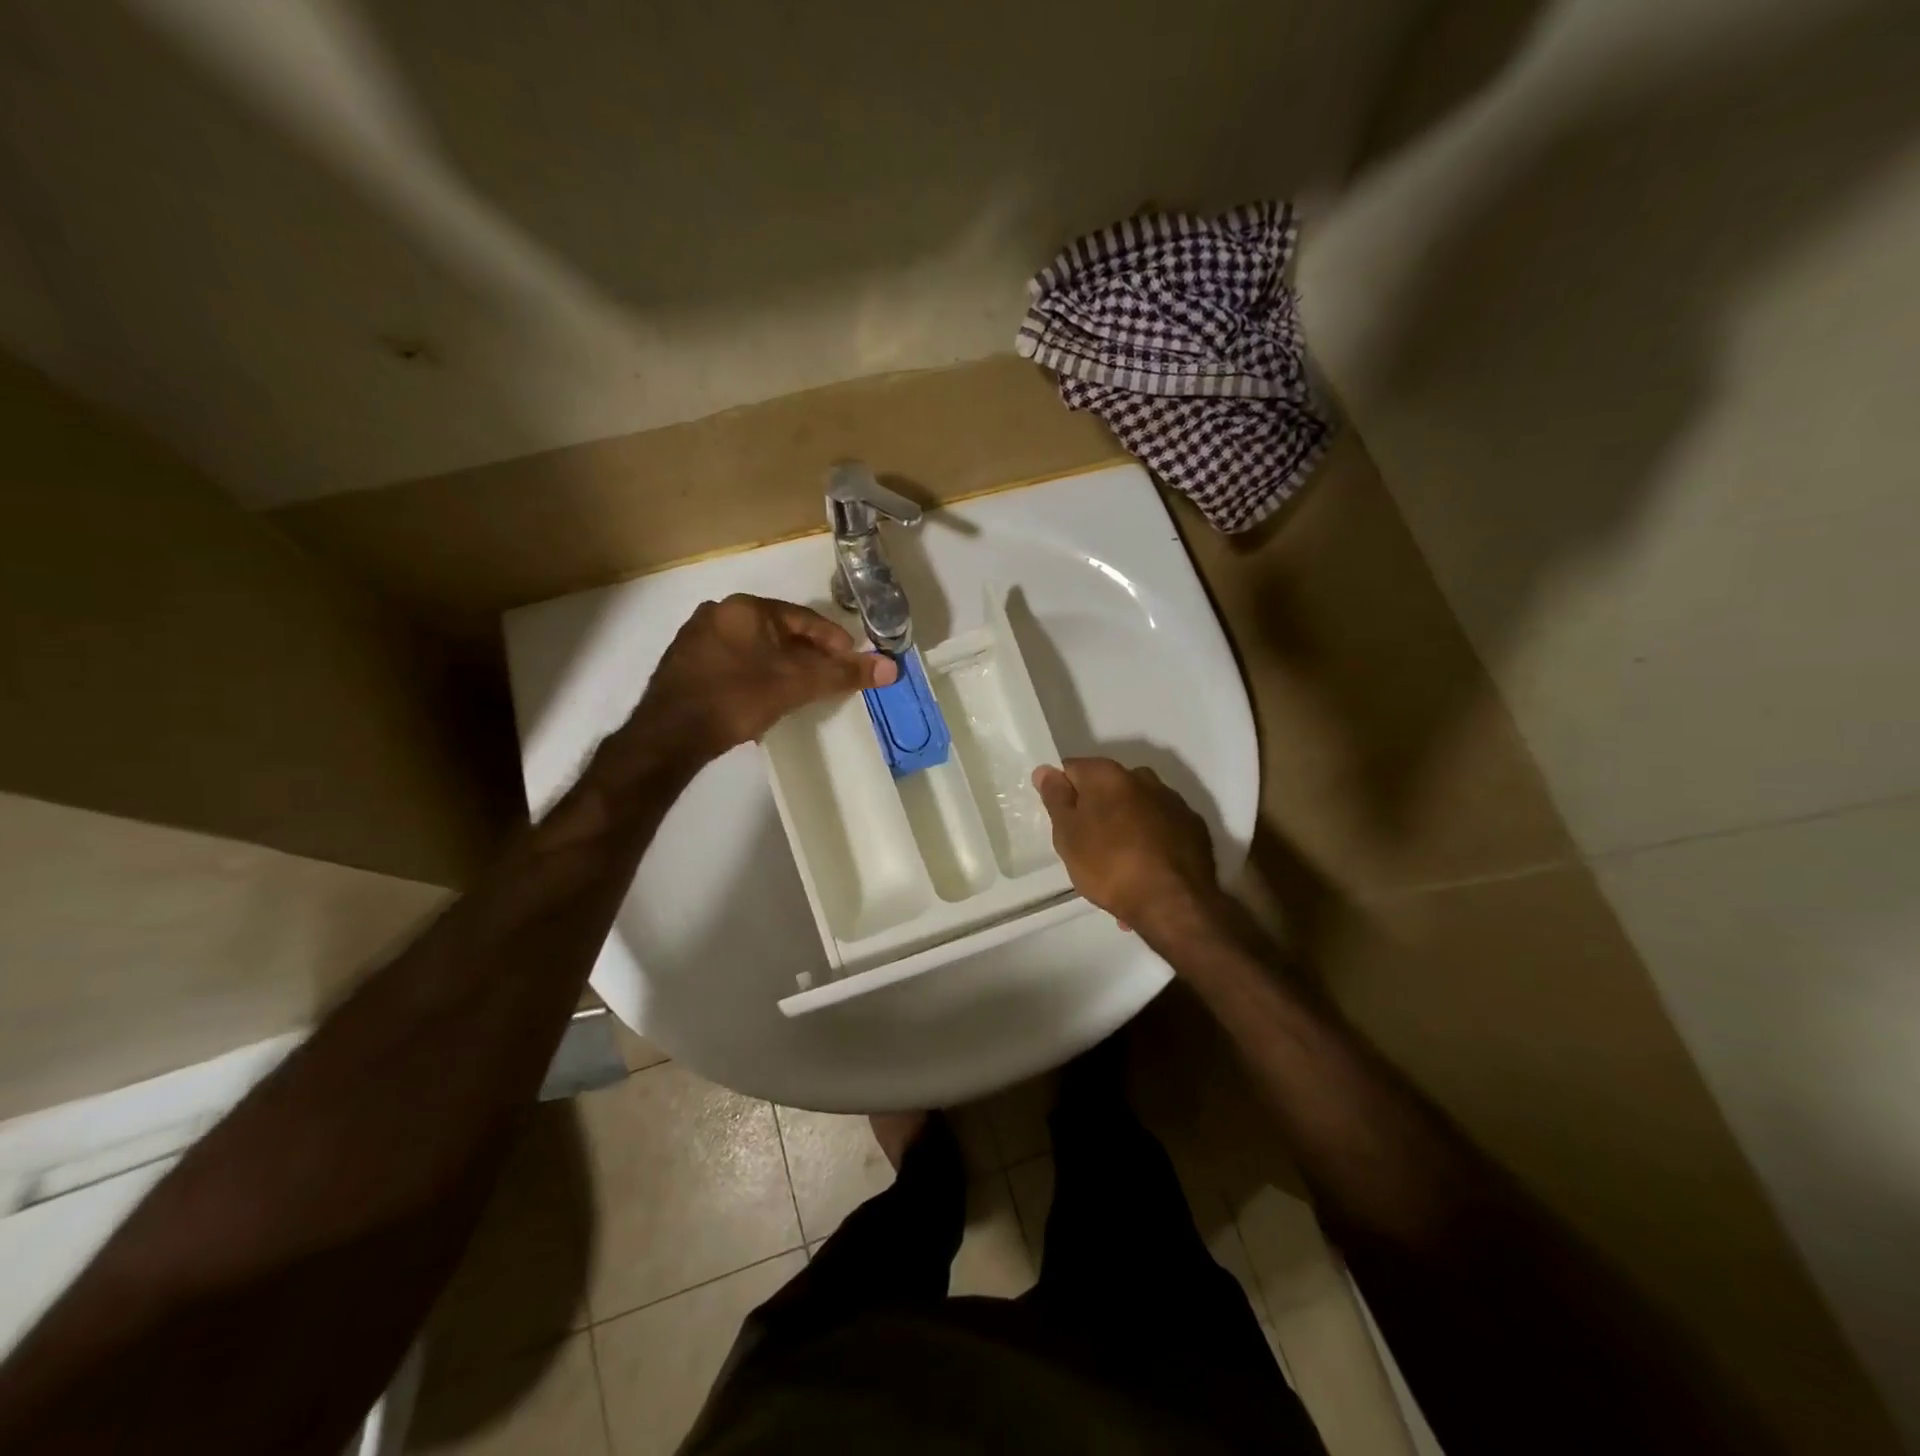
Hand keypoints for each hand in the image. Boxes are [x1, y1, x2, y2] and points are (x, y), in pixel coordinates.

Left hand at [638, 595, 895, 757]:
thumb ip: (842, 674)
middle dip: (808, 655)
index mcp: (745, 608)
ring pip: (756, 648)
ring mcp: (696, 639)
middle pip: (779, 632)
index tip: (852, 663)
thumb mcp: (796, 685)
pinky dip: (756, 675)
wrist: (669, 735)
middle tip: (830, 679)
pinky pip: (734, 663)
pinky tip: (765, 698)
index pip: (803, 618)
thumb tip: (891, 668)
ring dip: (782, 666)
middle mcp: (718, 613)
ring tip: (802, 691)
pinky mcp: (684, 666)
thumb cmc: (736, 699)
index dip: (834, 641)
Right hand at [1031, 758, 1221, 940]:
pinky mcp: (1195, 827)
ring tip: (1120, 865)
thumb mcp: (1068, 835)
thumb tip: (1046, 770)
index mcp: (1108, 775)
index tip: (1062, 821)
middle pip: (1109, 787)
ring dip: (1126, 825)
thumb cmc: (1109, 866)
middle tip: (1087, 845)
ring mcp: (1174, 802)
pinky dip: (1152, 841)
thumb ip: (1056, 798)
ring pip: (1138, 807)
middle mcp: (1144, 778)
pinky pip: (1162, 828)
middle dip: (1098, 809)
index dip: (1063, 793)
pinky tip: (1147, 870)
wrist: (1174, 903)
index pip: (1073, 769)